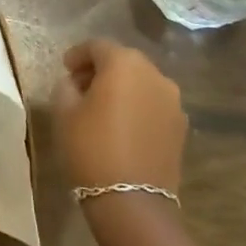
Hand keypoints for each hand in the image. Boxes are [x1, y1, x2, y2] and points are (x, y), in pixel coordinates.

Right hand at [54, 40, 186, 195]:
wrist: (132, 200)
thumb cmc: (91, 148)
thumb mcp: (64, 112)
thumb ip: (66, 86)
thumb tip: (75, 82)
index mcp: (124, 64)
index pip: (98, 46)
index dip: (78, 54)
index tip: (64, 69)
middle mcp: (154, 75)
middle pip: (124, 61)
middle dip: (101, 69)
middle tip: (79, 86)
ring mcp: (173, 101)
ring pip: (141, 83)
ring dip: (121, 88)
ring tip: (101, 108)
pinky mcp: (180, 126)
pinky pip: (153, 104)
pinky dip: (137, 106)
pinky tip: (122, 126)